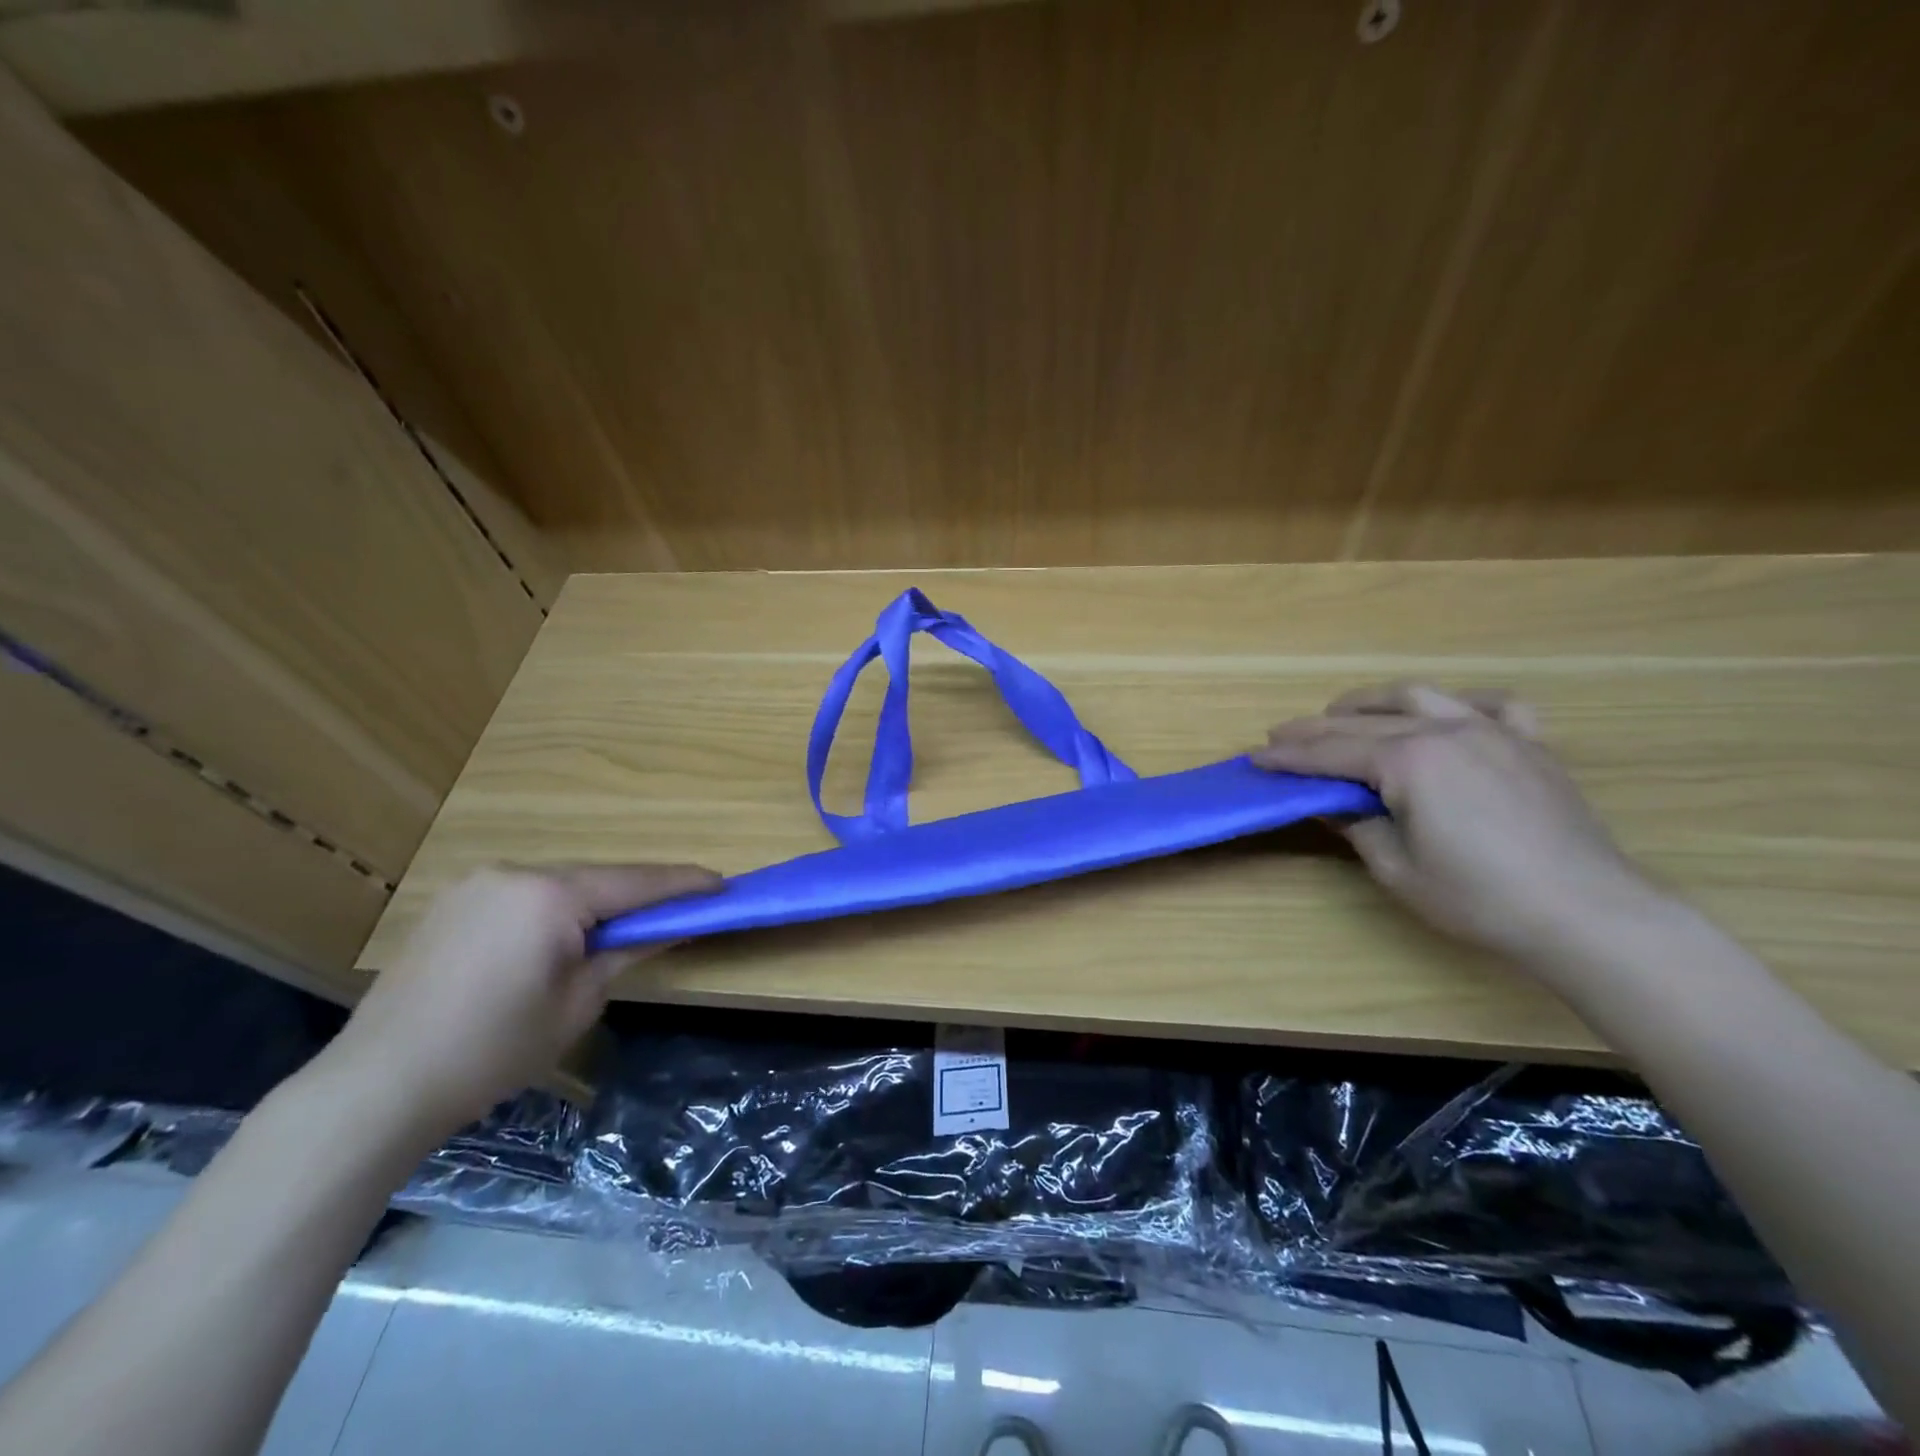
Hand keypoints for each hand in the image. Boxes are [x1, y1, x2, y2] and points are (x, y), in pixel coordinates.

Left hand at [323, 864, 719, 1135]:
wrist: (377, 1086)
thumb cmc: (493, 1049)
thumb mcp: (578, 1003)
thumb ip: (627, 951)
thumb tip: (670, 925)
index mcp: (549, 894)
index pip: (635, 882)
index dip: (684, 884)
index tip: (723, 883)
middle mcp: (514, 873)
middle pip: (597, 879)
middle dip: (638, 897)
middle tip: (677, 914)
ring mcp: (477, 884)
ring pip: (559, 885)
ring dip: (594, 904)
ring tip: (619, 933)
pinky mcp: (453, 903)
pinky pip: (525, 896)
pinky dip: (555, 911)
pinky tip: (561, 939)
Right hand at [1252, 683, 1661, 967]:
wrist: (1587, 914)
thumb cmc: (1479, 898)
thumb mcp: (1398, 868)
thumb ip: (1357, 825)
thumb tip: (1328, 803)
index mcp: (1409, 761)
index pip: (1331, 753)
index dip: (1288, 756)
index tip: (1255, 756)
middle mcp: (1446, 731)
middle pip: (1364, 722)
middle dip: (1316, 728)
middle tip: (1281, 735)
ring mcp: (1492, 731)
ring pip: (1419, 697)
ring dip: (1373, 702)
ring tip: (1344, 711)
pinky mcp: (1530, 745)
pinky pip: (1494, 706)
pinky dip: (1462, 703)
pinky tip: (1449, 714)